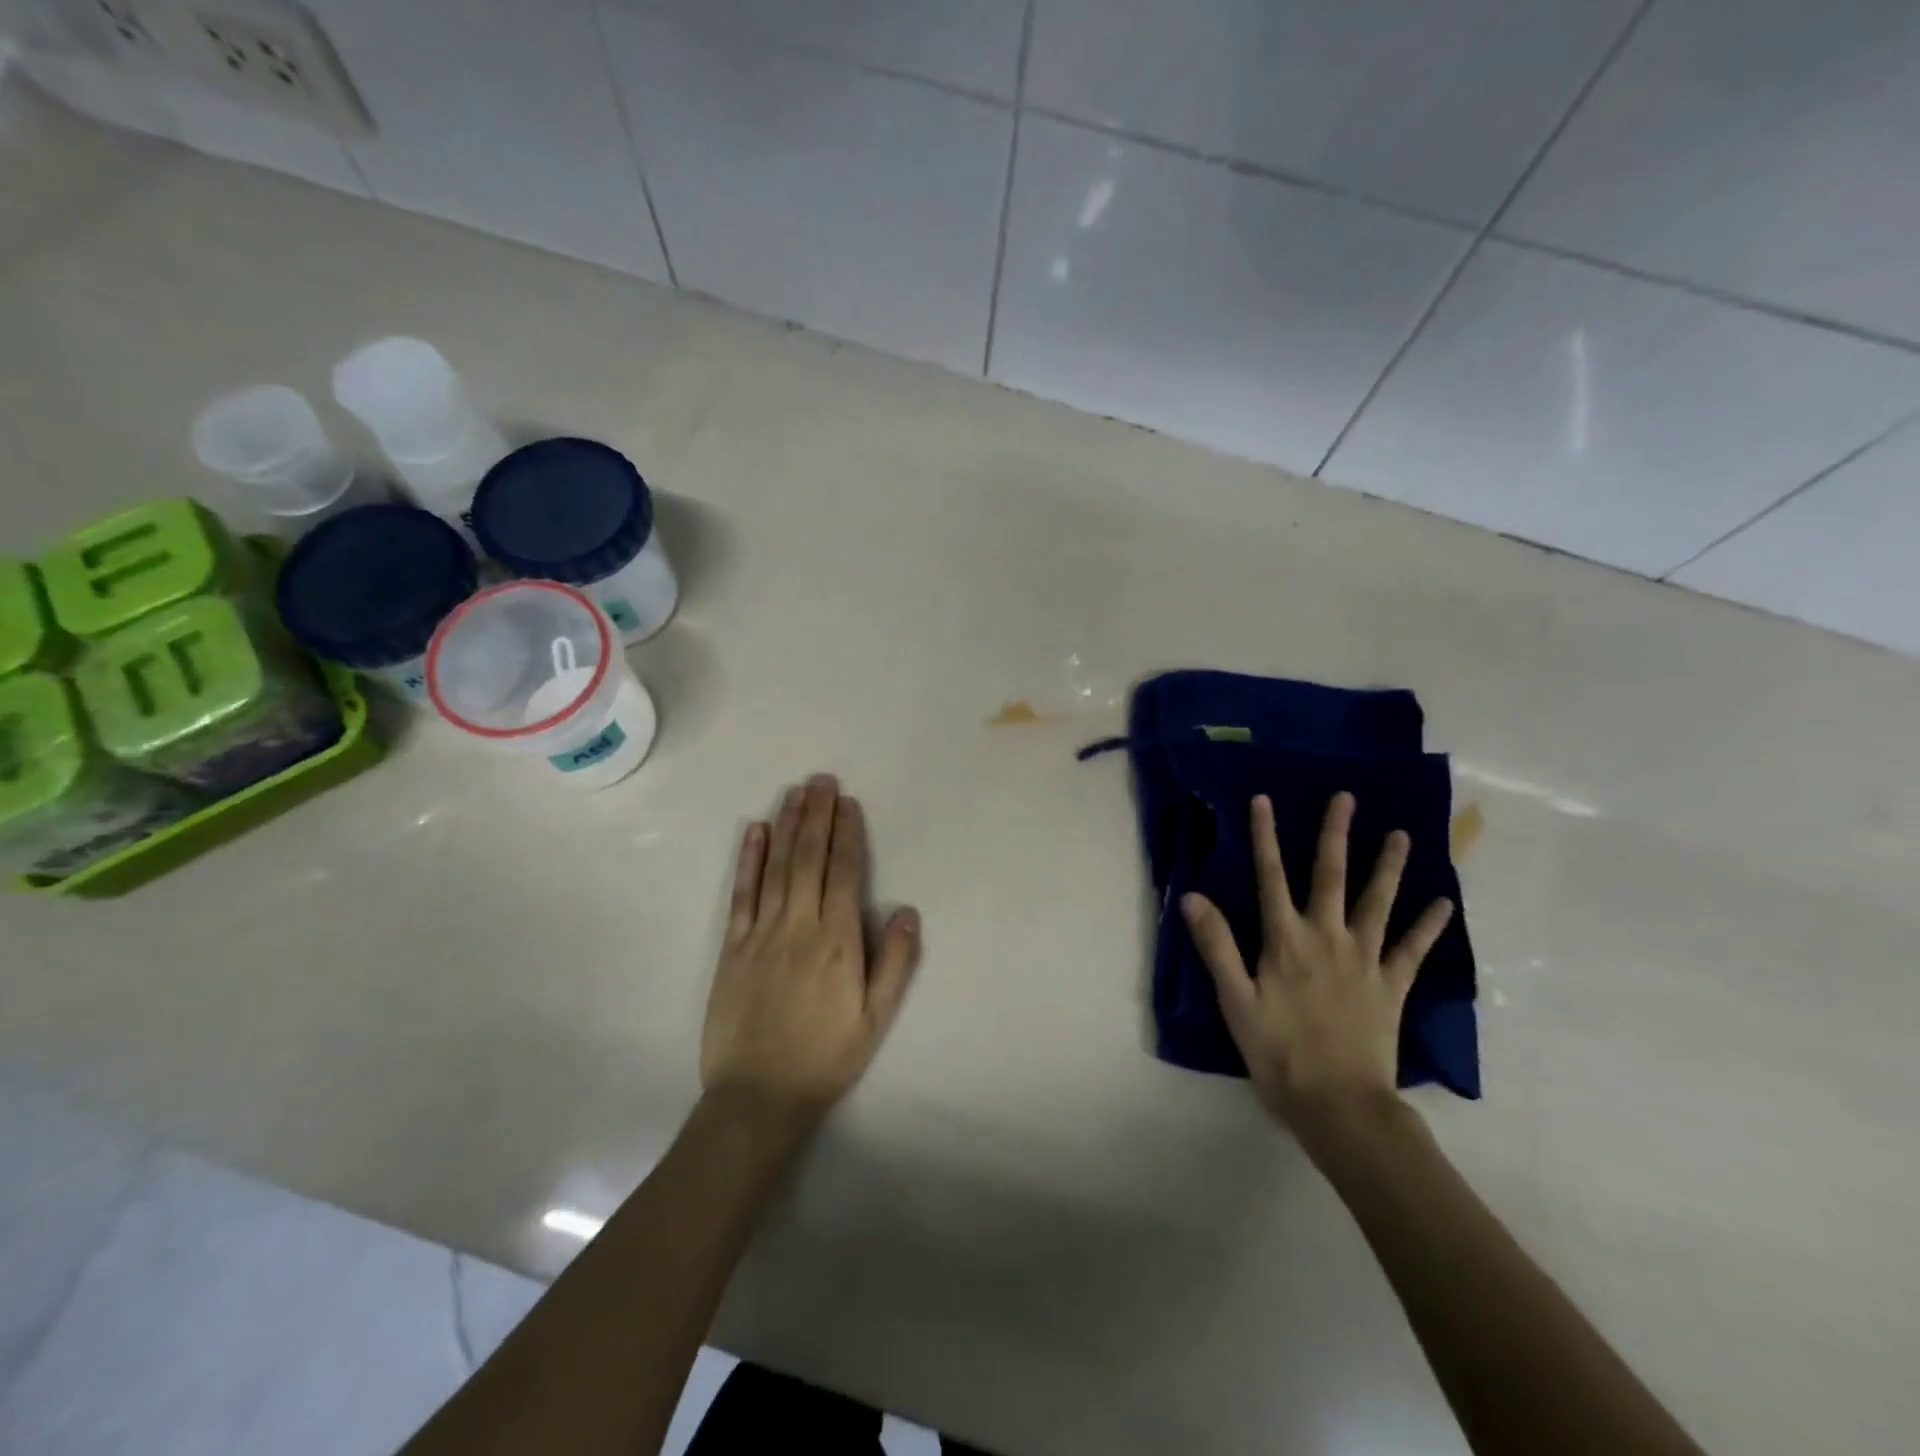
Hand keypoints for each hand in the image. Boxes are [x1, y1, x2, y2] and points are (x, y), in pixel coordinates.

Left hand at [701, 774, 920, 1128]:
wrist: (758, 1095)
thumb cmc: (826, 1056)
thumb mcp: (876, 1018)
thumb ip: (895, 963)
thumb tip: (907, 911)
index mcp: (837, 941)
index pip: (844, 873)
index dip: (847, 834)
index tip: (848, 803)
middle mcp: (798, 926)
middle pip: (809, 858)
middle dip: (817, 815)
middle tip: (821, 779)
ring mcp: (761, 933)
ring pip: (776, 867)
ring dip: (786, 825)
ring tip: (794, 792)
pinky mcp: (732, 946)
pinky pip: (741, 893)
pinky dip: (748, 859)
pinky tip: (754, 831)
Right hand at [1181, 792, 1452, 1144]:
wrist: (1339, 1105)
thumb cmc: (1278, 1053)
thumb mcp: (1235, 1001)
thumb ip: (1216, 946)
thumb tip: (1192, 896)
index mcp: (1285, 940)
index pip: (1270, 877)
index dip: (1266, 837)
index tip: (1264, 800)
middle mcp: (1327, 938)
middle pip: (1330, 876)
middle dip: (1335, 835)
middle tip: (1346, 798)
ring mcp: (1365, 960)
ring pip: (1377, 903)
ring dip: (1388, 867)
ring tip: (1402, 835)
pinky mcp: (1391, 986)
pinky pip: (1413, 950)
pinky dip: (1429, 926)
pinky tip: (1444, 904)